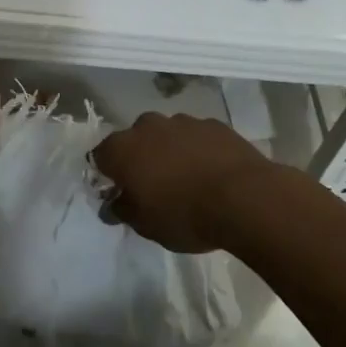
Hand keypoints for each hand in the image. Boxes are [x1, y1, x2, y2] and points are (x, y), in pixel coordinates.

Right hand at [91, 112, 274, 253]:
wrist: (244, 198)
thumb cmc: (184, 215)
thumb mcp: (145, 225)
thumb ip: (122, 210)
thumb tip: (112, 205)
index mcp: (123, 149)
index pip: (100, 156)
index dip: (107, 174)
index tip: (119, 192)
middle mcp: (148, 126)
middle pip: (134, 139)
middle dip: (140, 158)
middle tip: (153, 185)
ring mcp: (183, 121)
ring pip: (167, 134)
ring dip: (170, 151)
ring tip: (187, 179)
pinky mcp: (214, 124)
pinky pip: (196, 136)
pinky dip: (198, 149)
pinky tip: (211, 172)